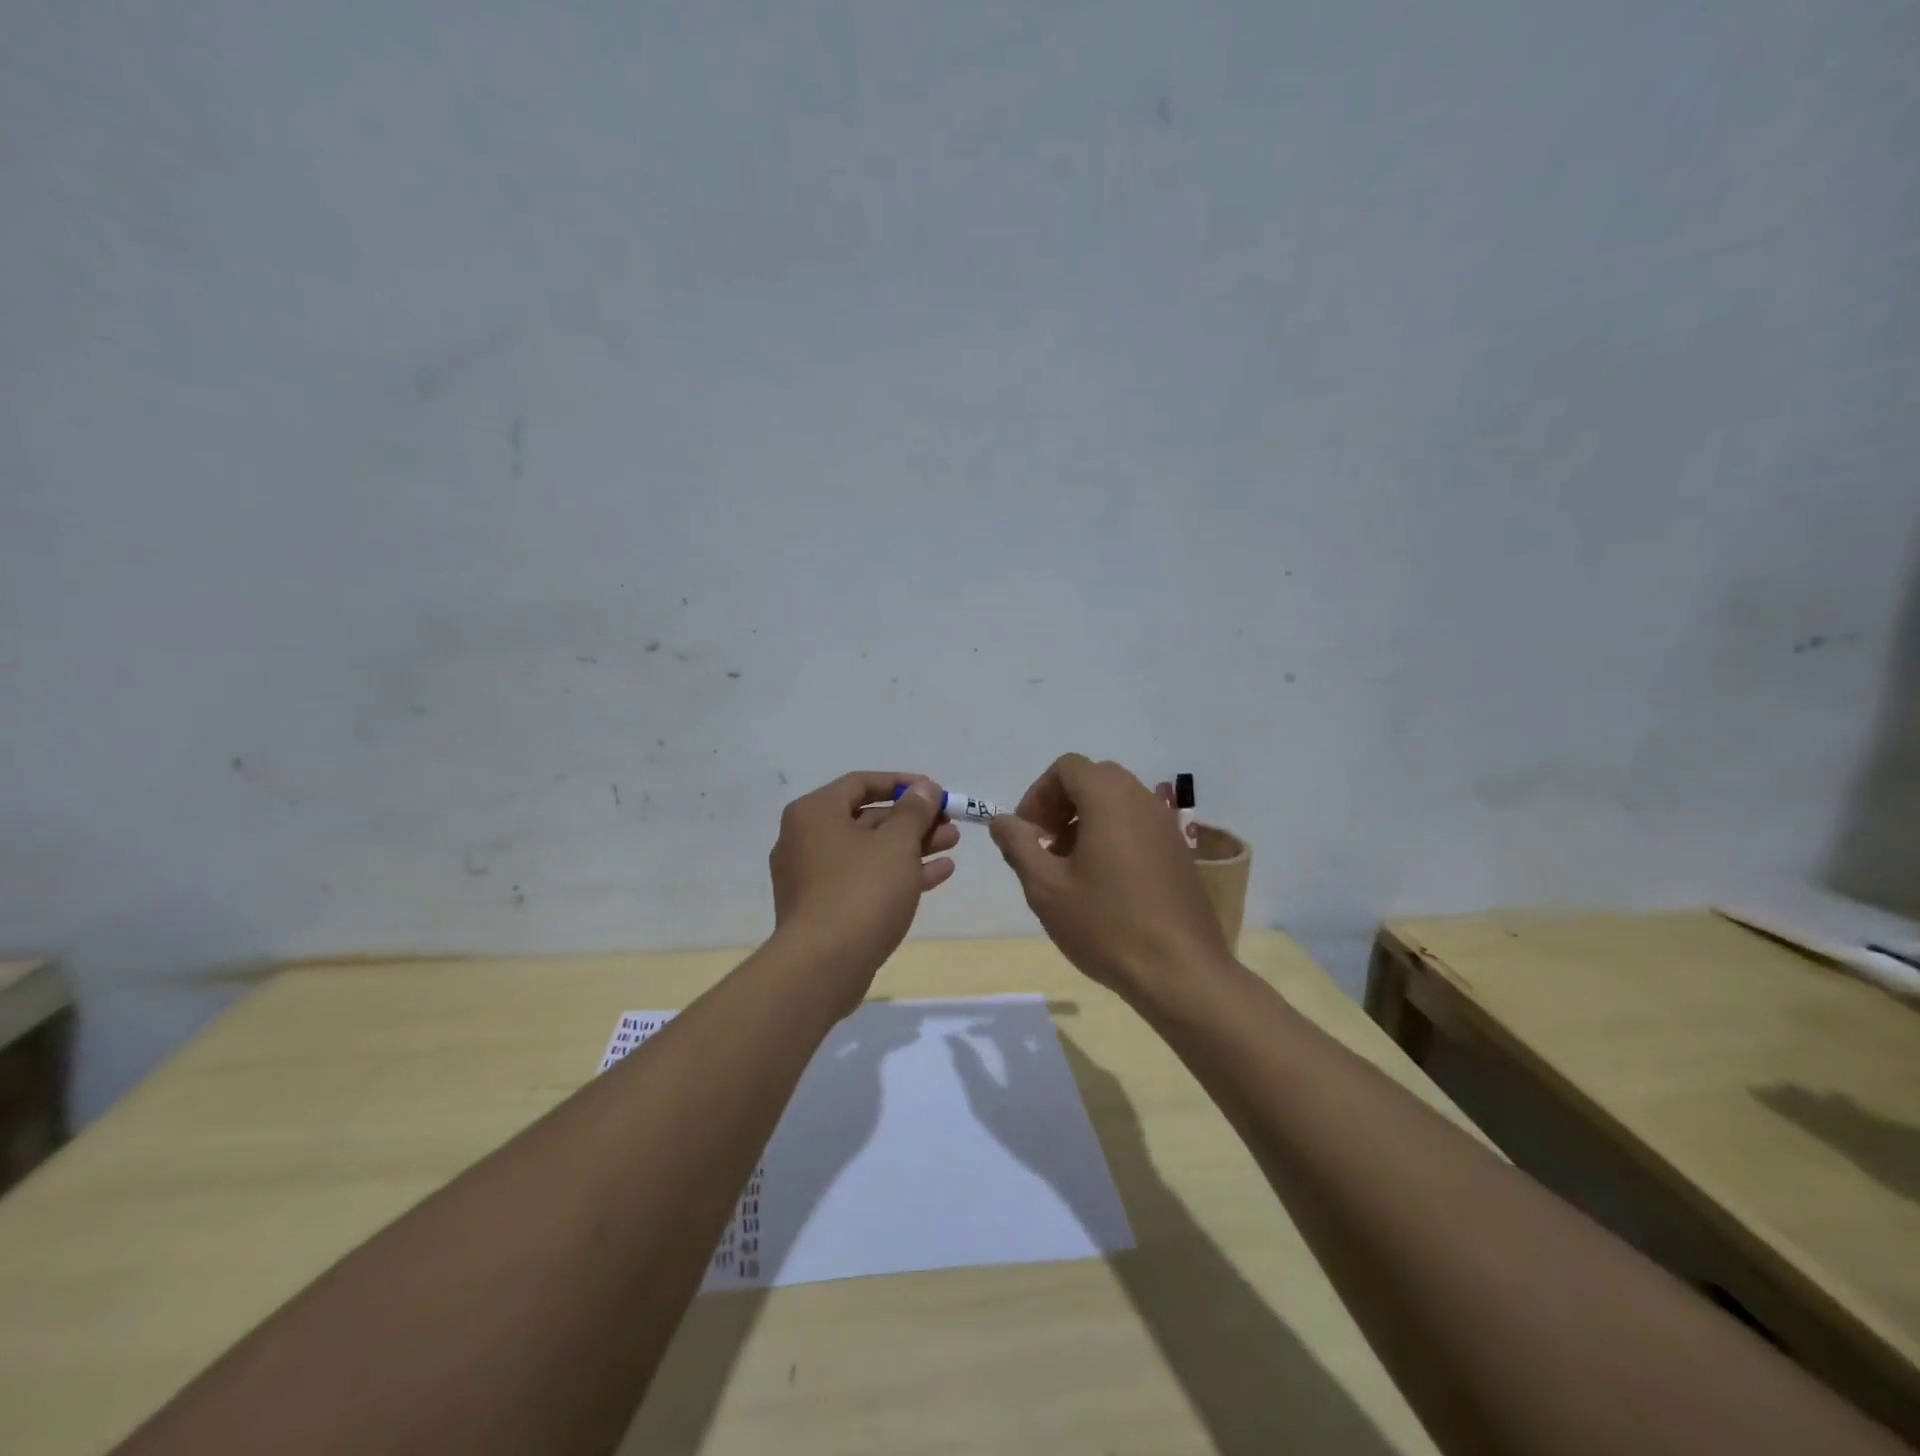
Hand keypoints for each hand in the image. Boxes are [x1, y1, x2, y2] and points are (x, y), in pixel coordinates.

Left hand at [768, 773, 957, 1002]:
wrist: (823, 967)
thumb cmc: (861, 891)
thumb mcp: (897, 843)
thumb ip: (914, 810)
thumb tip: (924, 787)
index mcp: (814, 813)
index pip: (861, 782)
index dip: (901, 783)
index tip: (934, 791)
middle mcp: (806, 839)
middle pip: (867, 818)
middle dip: (912, 820)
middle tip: (949, 822)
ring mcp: (813, 877)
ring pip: (870, 852)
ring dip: (912, 846)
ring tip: (952, 844)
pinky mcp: (824, 909)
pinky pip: (865, 880)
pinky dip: (898, 874)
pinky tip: (938, 874)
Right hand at [990, 754, 1229, 1000]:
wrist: (1180, 972)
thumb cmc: (1105, 924)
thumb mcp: (1046, 886)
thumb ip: (1018, 845)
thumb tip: (1002, 820)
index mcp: (1109, 798)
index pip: (1067, 767)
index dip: (1038, 794)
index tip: (1026, 833)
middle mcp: (1142, 800)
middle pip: (1093, 780)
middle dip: (1061, 805)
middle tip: (1046, 847)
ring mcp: (1167, 825)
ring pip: (1118, 802)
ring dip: (1086, 821)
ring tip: (1071, 869)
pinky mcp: (1180, 852)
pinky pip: (1138, 826)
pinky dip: (1113, 837)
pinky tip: (1105, 884)